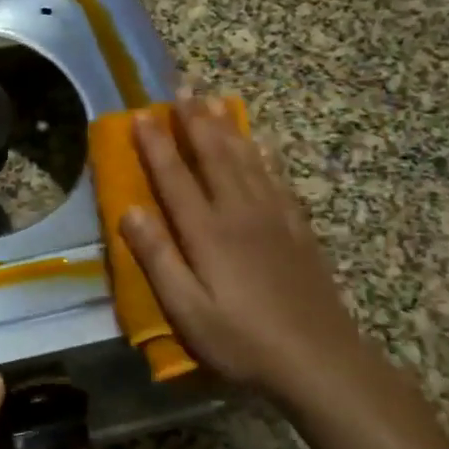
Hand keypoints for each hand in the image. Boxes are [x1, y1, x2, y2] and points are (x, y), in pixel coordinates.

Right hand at [119, 94, 377, 406]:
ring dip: (228, 127)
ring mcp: (273, 218)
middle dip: (195, 120)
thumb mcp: (186, 309)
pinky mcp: (297, 230)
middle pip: (214, 156)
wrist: (319, 361)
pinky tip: (261, 144)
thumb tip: (129, 210)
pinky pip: (277, 180)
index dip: (155, 144)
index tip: (140, 114)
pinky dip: (265, 156)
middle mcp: (240, 213)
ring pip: (246, 160)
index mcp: (207, 232)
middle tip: (183, 87)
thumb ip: (157, 258)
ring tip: (216, 100)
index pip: (174, 177)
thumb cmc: (241, 340)